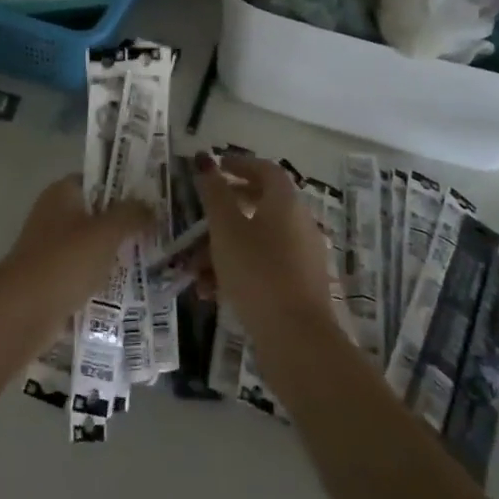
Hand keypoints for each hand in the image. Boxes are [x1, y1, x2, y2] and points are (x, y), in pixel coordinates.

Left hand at [3, 175, 152, 303]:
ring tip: (155, 259)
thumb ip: (130, 215)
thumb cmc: (65, 260)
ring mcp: (53, 249)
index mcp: (62, 194)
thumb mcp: (105, 232)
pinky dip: (105, 280)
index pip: (97, 179)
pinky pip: (86, 274)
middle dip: (126, 223)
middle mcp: (55, 216)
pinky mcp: (54, 279)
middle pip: (97, 214)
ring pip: (93, 246)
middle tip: (161, 230)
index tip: (154, 196)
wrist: (24, 310)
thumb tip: (151, 207)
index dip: (124, 185)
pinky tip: (133, 288)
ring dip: (117, 254)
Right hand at [191, 153, 334, 330]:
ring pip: (258, 239)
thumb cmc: (257, 271)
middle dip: (226, 210)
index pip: (265, 169)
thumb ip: (214, 193)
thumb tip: (205, 160)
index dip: (239, 164)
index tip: (215, 167)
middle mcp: (300, 223)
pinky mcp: (300, 285)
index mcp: (286, 203)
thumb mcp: (225, 228)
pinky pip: (265, 265)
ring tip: (195, 269)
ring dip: (224, 247)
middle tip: (200, 215)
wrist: (296, 337)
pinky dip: (239, 270)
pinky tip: (213, 292)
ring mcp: (303, 256)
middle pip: (261, 204)